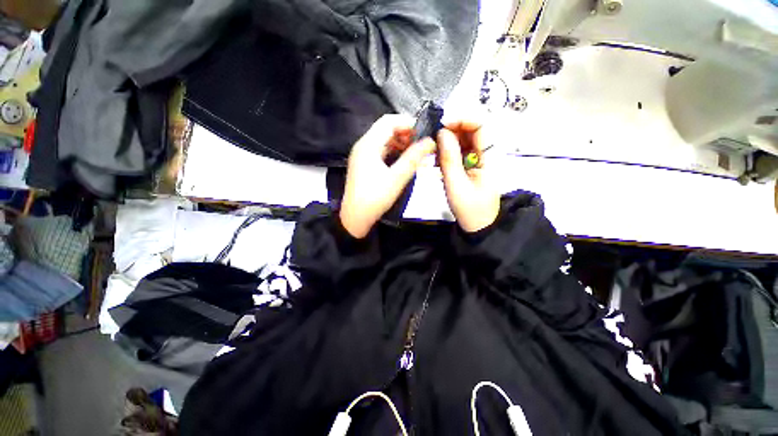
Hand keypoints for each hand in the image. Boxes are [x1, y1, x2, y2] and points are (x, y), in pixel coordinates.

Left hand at [340, 115, 435, 237]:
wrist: (355, 218)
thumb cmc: (375, 198)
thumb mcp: (397, 178)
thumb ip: (413, 158)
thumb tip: (430, 141)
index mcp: (368, 145)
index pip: (388, 121)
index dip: (407, 122)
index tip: (425, 132)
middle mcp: (363, 145)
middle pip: (386, 129)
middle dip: (406, 133)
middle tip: (423, 143)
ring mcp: (362, 155)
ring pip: (384, 141)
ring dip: (401, 143)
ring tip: (417, 152)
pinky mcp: (364, 164)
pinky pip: (381, 151)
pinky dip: (394, 152)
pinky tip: (405, 160)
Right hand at [437, 121, 499, 232]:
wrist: (477, 227)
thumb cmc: (469, 209)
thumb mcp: (456, 184)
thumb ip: (449, 158)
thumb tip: (442, 132)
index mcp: (488, 157)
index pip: (480, 126)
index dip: (462, 120)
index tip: (442, 125)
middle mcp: (484, 154)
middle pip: (470, 131)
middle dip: (450, 131)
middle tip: (432, 140)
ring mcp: (477, 160)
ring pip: (462, 141)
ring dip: (446, 143)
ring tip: (433, 154)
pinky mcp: (469, 167)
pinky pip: (458, 153)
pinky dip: (446, 154)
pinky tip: (436, 162)